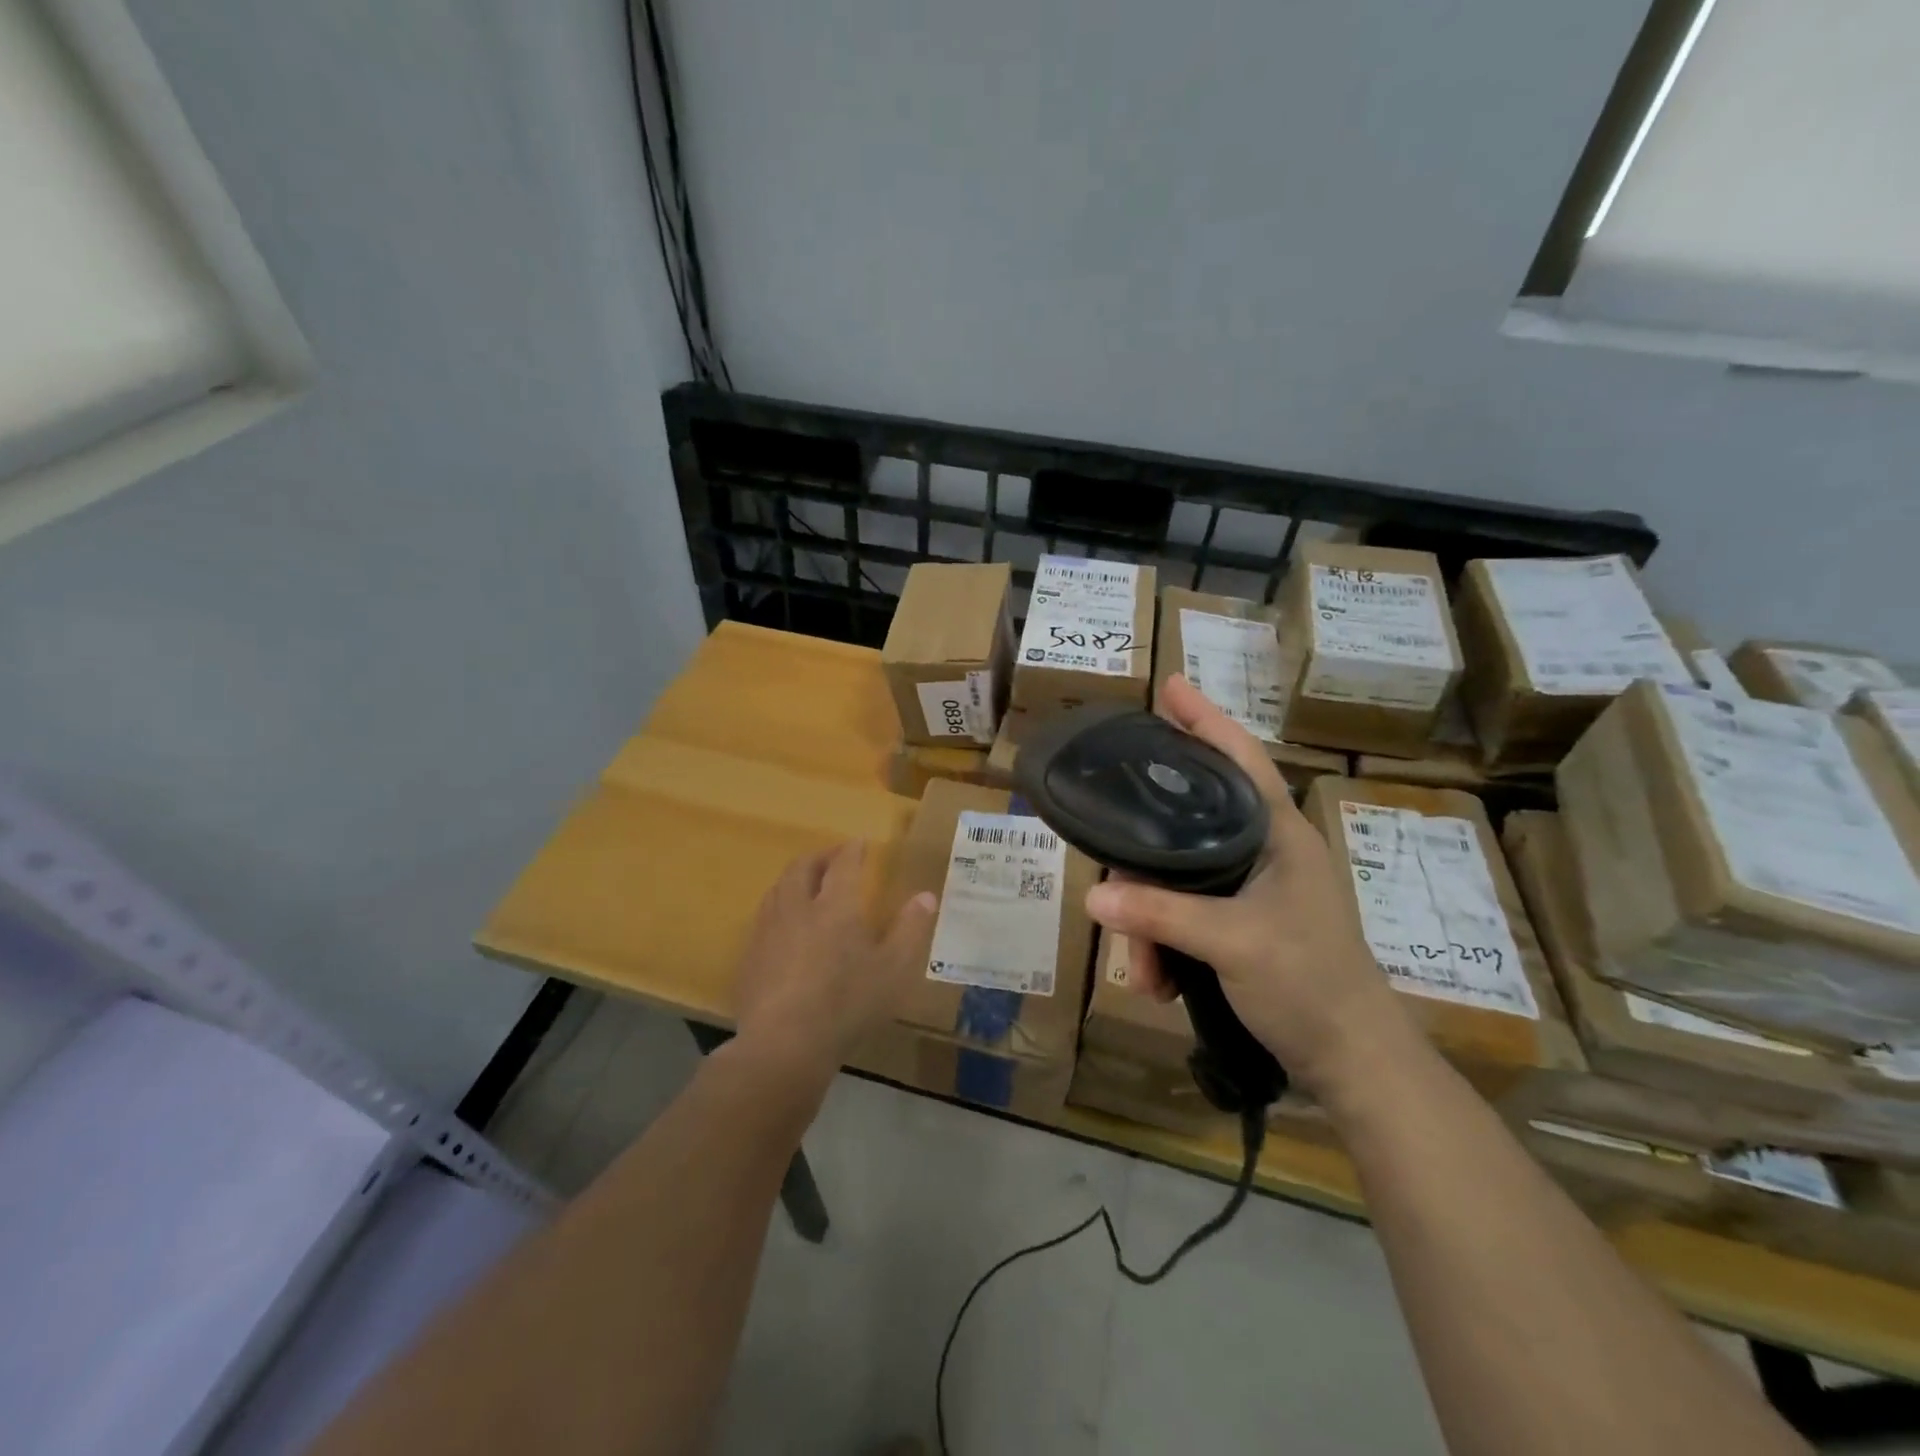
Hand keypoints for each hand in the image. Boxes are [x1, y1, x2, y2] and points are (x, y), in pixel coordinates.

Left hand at [731, 841, 937, 1078]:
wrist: (784, 1043)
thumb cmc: (847, 1003)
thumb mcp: (893, 969)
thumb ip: (910, 929)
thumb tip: (926, 896)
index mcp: (835, 905)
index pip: (843, 864)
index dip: (853, 850)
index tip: (860, 843)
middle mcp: (798, 907)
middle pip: (803, 868)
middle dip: (819, 857)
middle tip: (832, 857)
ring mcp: (768, 930)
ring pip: (778, 889)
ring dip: (795, 878)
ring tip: (806, 884)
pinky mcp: (749, 956)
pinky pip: (763, 917)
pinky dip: (778, 908)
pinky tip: (783, 927)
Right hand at [1085, 675, 1408, 1098]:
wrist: (1354, 1064)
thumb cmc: (1310, 983)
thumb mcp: (1232, 942)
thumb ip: (1160, 914)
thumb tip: (1093, 895)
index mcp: (1277, 832)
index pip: (1238, 757)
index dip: (1204, 719)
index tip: (1169, 688)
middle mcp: (1263, 850)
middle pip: (1185, 826)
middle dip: (1143, 864)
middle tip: (1113, 886)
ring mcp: (1252, 890)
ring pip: (1177, 879)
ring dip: (1150, 923)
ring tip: (1143, 971)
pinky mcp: (1241, 925)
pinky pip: (1183, 915)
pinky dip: (1164, 945)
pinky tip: (1158, 982)